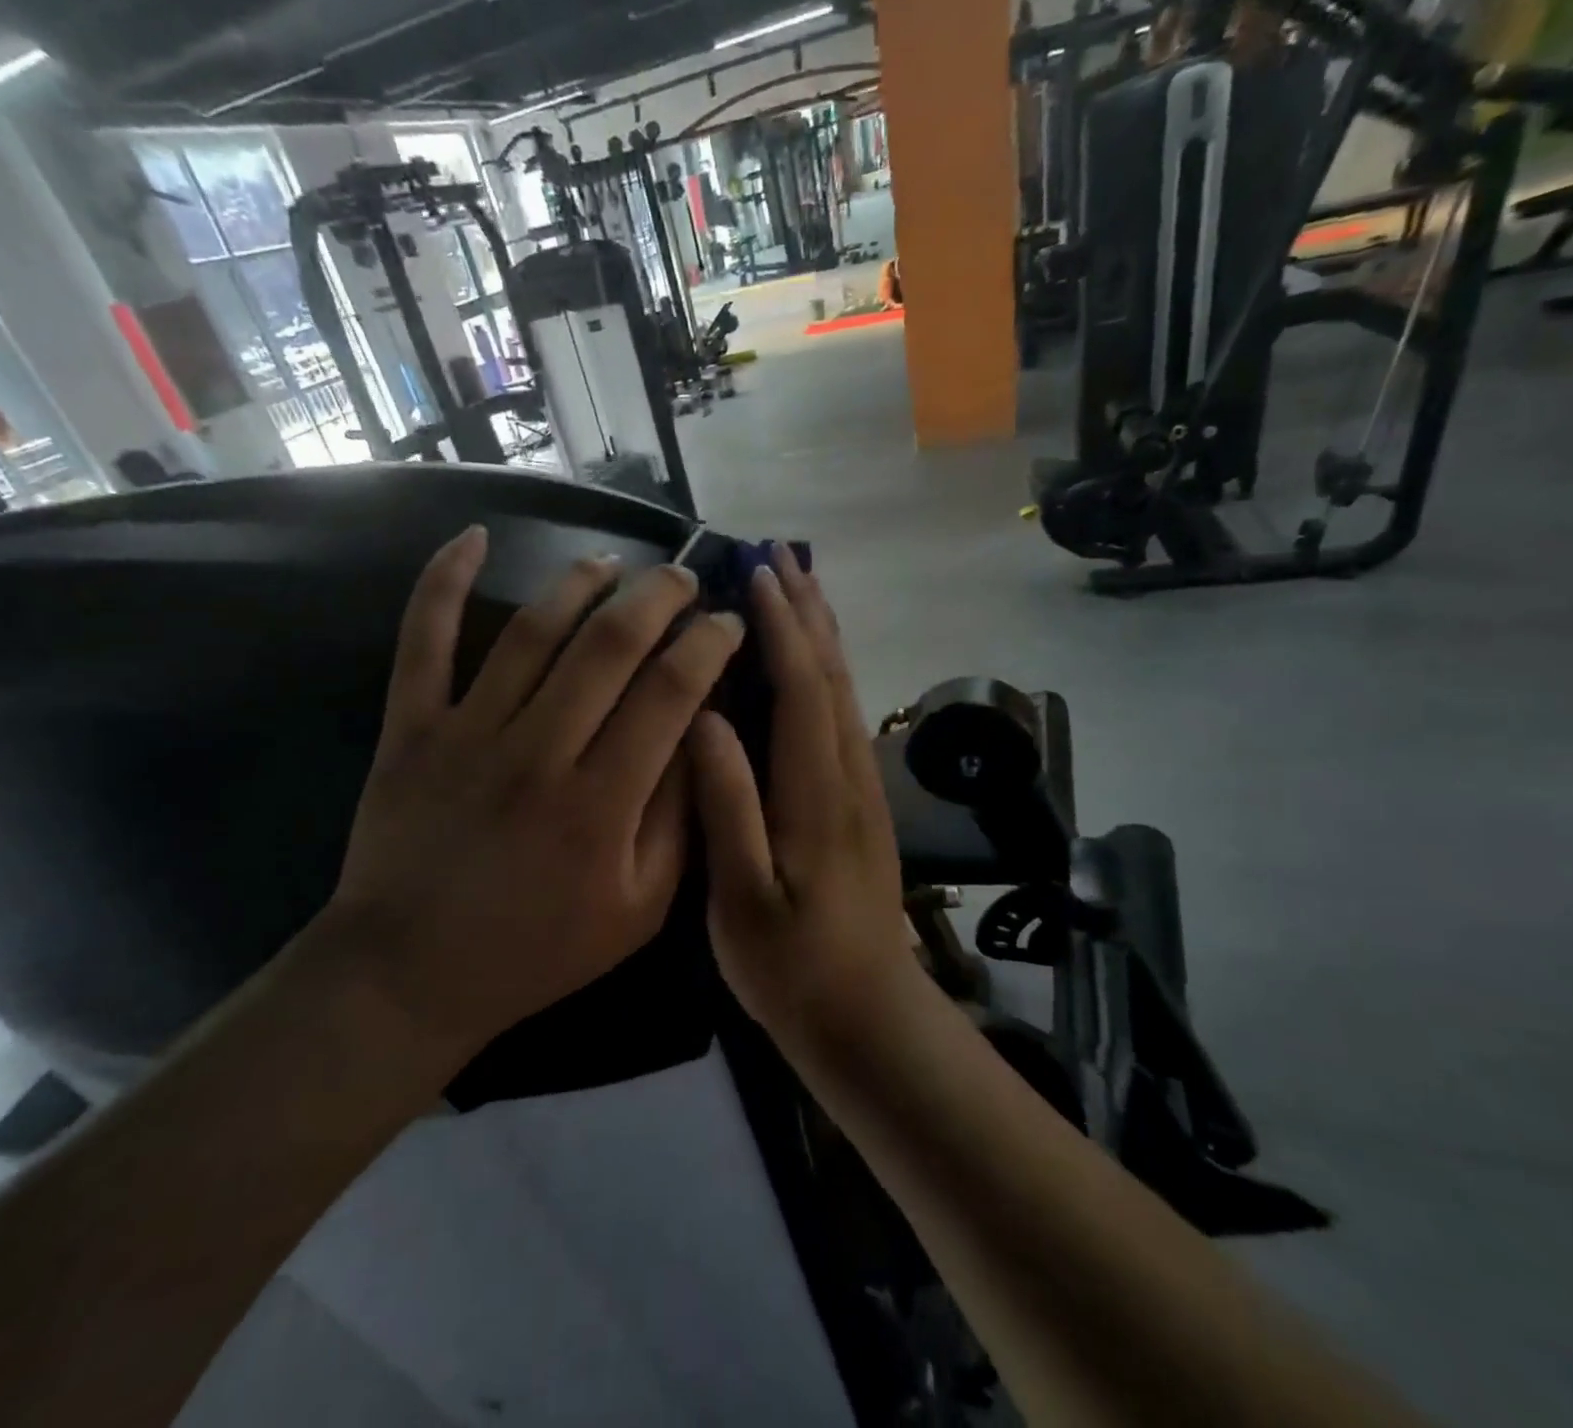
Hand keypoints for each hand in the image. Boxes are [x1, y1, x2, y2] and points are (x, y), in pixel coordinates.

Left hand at [325, 526, 745, 1061]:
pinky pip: (422, 641)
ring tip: (614, 564)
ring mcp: (467, 733)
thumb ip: (677, 818)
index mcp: (601, 803)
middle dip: (659, 597)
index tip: (730, 622)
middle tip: (684, 578)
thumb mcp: (640, 908)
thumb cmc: (540, 948)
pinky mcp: (411, 728)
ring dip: (580, 583)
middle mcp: (538, 753)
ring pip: (532, 631)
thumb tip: (700, 732)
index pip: (671, 693)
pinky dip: (443, 583)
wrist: (411, 973)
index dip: (710, 645)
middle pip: (610, 645)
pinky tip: (472, 537)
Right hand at [689, 548, 914, 1033]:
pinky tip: (812, 664)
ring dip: (823, 634)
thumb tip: (705, 720)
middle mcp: (849, 775)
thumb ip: (729, 806)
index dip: (782, 626)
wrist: (866, 1015)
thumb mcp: (742, 897)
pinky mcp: (862, 802)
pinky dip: (828, 672)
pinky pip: (845, 716)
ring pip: (845, 692)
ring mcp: (862, 788)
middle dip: (808, 612)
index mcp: (817, 792)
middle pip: (834, 675)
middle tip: (780, 556)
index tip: (757, 573)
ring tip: (798, 588)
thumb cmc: (793, 965)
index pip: (803, 687)